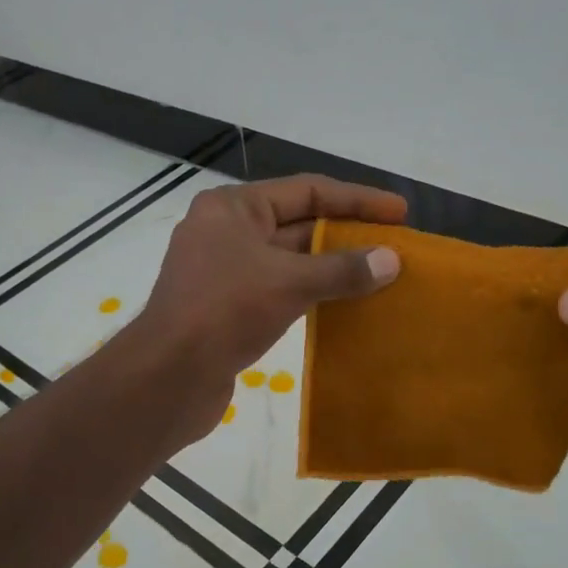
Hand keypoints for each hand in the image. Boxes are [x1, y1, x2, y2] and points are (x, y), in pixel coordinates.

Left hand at [134, 174, 406, 440]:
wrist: (167, 377)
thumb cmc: (224, 312)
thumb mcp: (288, 282)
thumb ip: (342, 269)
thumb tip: (391, 260)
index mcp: (233, 208)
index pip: (306, 190)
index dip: (357, 199)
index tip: (400, 213)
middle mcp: (226, 232)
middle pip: (298, 223)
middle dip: (347, 235)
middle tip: (395, 247)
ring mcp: (224, 271)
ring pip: (289, 261)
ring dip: (331, 267)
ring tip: (379, 275)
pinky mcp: (226, 308)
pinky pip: (279, 290)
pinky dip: (311, 294)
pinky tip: (344, 305)